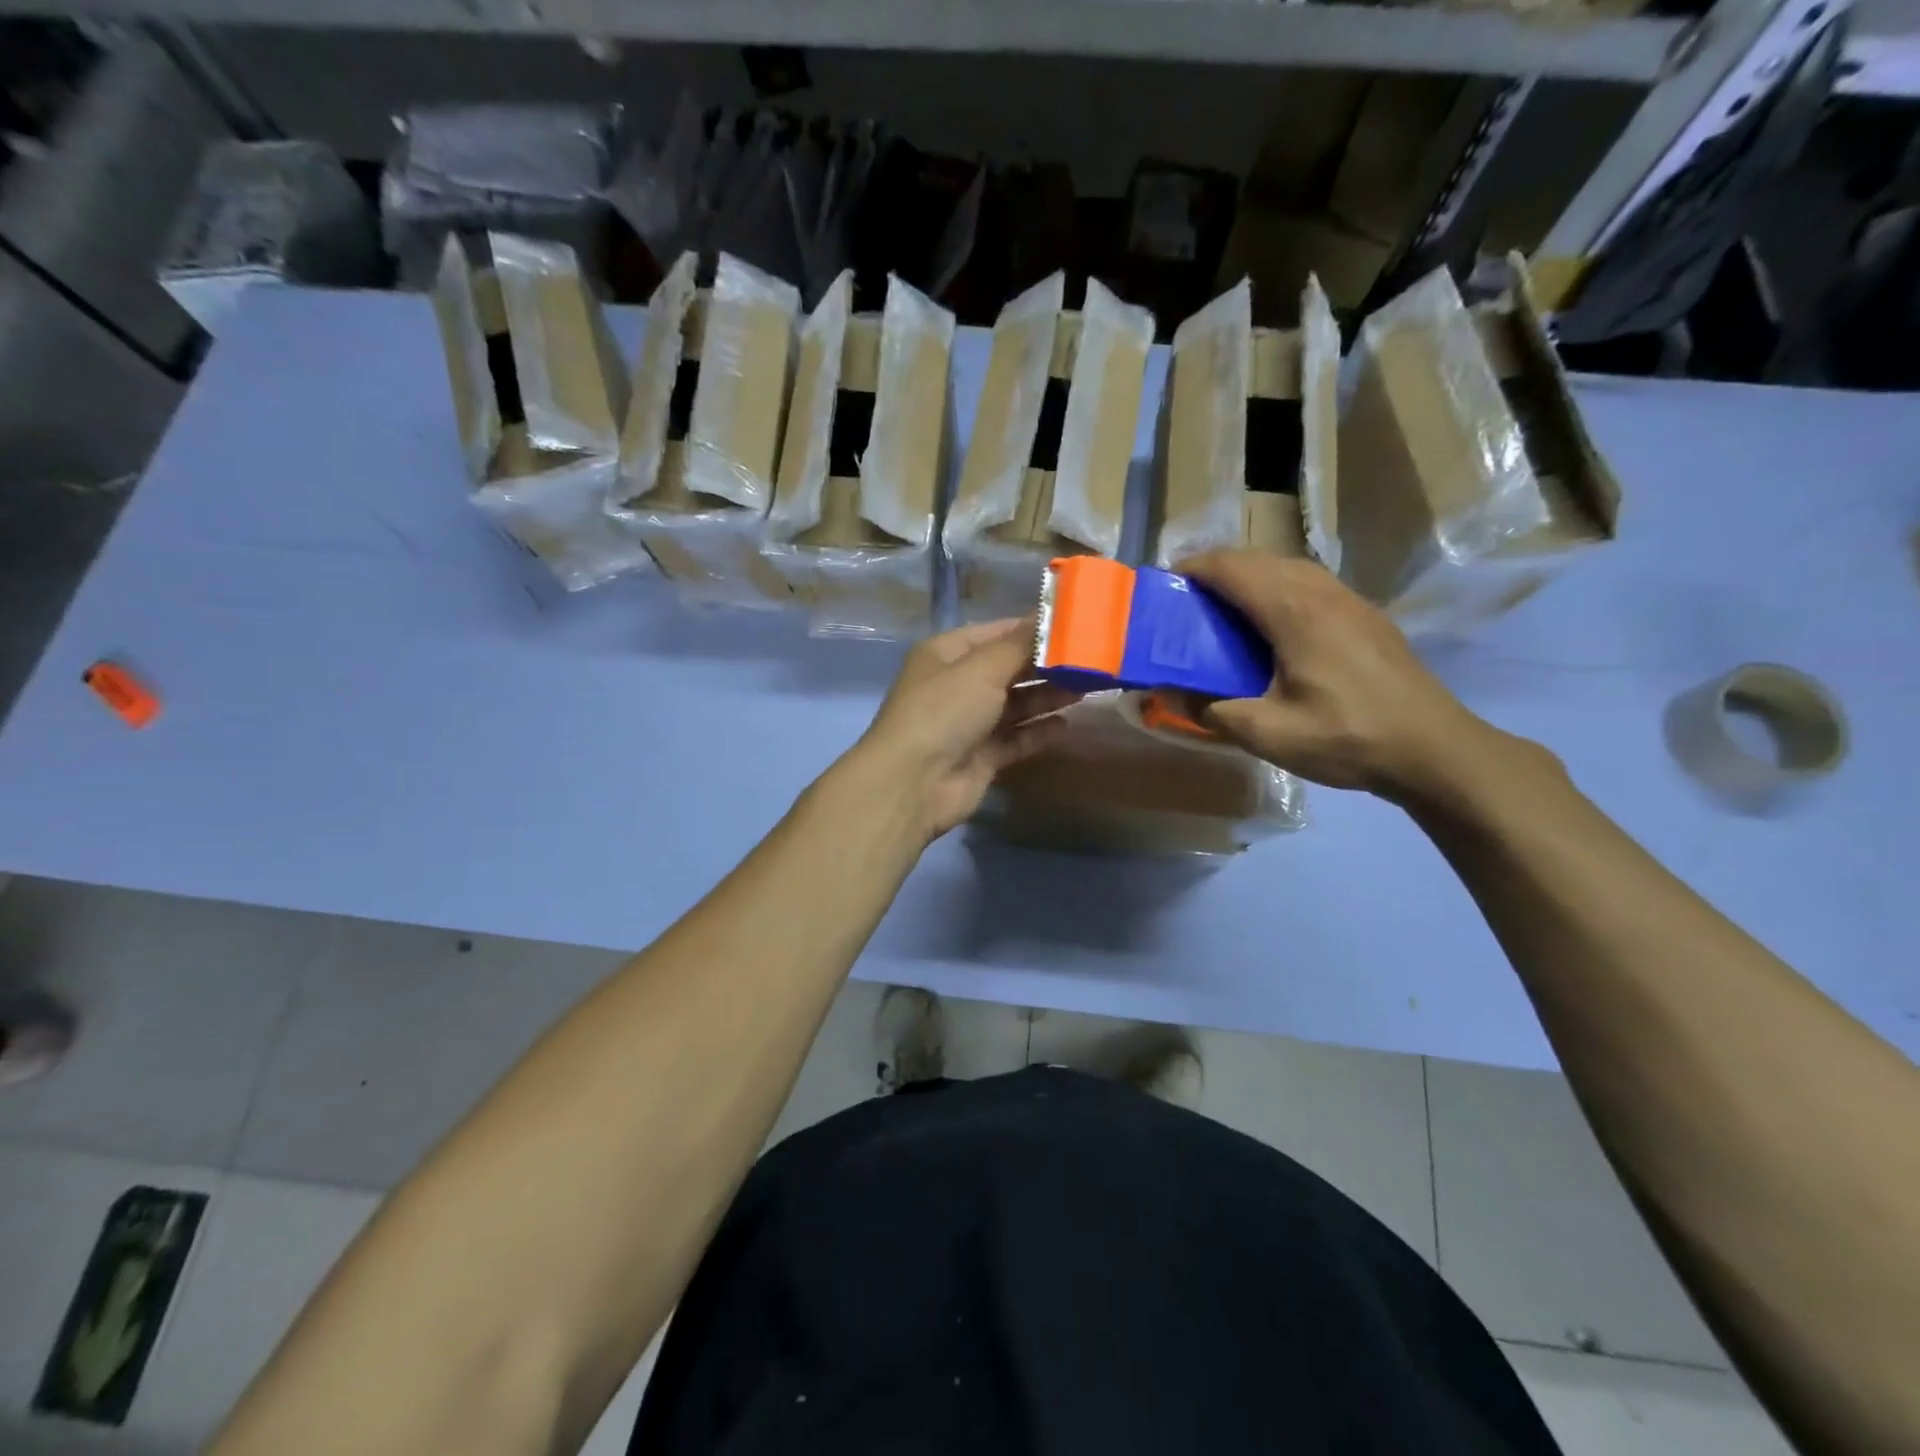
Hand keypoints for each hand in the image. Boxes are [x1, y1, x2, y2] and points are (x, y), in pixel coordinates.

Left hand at [842, 618, 1076, 841]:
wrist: (914, 783)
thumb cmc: (944, 711)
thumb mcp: (982, 667)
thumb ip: (1021, 644)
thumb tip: (1052, 616)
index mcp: (947, 654)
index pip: (997, 632)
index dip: (1034, 628)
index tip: (1076, 625)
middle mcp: (957, 684)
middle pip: (1010, 668)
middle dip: (1047, 665)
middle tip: (1092, 660)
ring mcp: (969, 723)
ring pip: (1016, 704)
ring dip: (1048, 696)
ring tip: (1088, 688)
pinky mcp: (982, 756)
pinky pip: (1017, 738)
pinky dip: (1039, 731)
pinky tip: (1066, 725)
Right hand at [1175, 550, 1516, 803]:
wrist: (1434, 749)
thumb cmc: (1346, 737)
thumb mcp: (1267, 734)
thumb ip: (1211, 710)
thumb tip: (1166, 693)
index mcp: (1293, 610)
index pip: (1232, 567)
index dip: (1193, 568)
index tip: (1164, 584)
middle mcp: (1321, 591)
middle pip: (1259, 559)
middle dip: (1217, 570)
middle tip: (1187, 601)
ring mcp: (1349, 600)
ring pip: (1288, 567)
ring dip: (1249, 577)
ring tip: (1223, 611)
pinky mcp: (1365, 616)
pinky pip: (1310, 584)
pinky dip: (1277, 590)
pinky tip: (1272, 628)